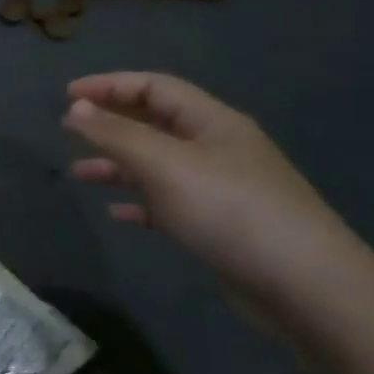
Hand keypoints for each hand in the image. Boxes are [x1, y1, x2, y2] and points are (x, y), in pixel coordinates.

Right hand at [63, 71, 373, 318]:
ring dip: (118, 165)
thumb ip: (116, 134)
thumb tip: (75, 107)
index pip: (154, 87)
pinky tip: (117, 214)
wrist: (306, 288)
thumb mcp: (165, 165)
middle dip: (111, 124)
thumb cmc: (230, 211)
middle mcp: (217, 148)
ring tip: (79, 174)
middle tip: (69, 131)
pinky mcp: (221, 226)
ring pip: (158, 165)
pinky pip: (170, 203)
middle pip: (155, 123)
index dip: (109, 85)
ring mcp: (222, 188)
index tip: (67, 96)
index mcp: (211, 122)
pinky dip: (140, 202)